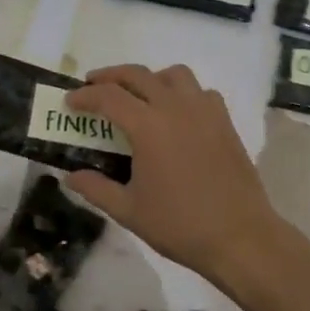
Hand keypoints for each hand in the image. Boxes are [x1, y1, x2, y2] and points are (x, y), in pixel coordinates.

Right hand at [64, 64, 287, 288]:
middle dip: (111, 76)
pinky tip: (177, 114)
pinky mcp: (225, 122)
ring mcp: (205, 112)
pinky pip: (201, 92)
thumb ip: (96, 188)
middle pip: (138, 75)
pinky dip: (182, 92)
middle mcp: (176, 108)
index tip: (70, 101)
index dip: (85, 96)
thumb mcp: (128, 211)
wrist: (239, 236)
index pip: (109, 97)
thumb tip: (70, 176)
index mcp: (149, 127)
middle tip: (93, 86)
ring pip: (174, 75)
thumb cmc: (179, 225)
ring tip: (138, 95)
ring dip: (150, 78)